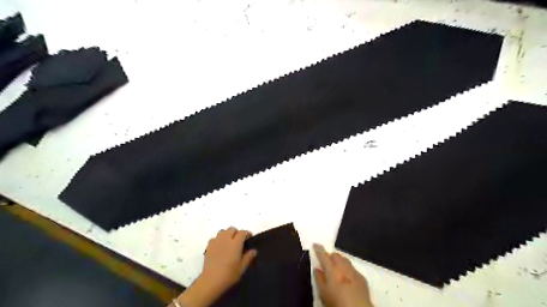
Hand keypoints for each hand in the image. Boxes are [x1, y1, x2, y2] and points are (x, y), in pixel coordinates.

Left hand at [174, 227, 257, 306]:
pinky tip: (219, 247)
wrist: (211, 281)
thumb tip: (254, 250)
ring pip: (222, 231)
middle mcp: (226, 239)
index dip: (247, 233)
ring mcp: (216, 242)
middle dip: (236, 233)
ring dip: (227, 234)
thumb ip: (248, 257)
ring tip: (228, 243)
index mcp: (236, 243)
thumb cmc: (229, 275)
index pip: (242, 232)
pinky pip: (214, 238)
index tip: (249, 238)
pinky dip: (218, 240)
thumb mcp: (242, 268)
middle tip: (238, 241)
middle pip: (231, 229)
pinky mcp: (208, 247)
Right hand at [314, 244, 373, 306]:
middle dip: (330, 256)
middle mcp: (343, 267)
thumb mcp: (323, 293)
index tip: (315, 244)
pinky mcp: (362, 278)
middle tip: (326, 262)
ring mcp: (354, 271)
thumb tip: (317, 269)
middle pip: (336, 255)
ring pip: (345, 260)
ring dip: (340, 261)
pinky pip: (353, 268)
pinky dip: (348, 269)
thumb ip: (319, 279)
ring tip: (336, 268)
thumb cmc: (337, 302)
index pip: (323, 255)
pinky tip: (347, 277)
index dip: (318, 249)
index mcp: (332, 269)